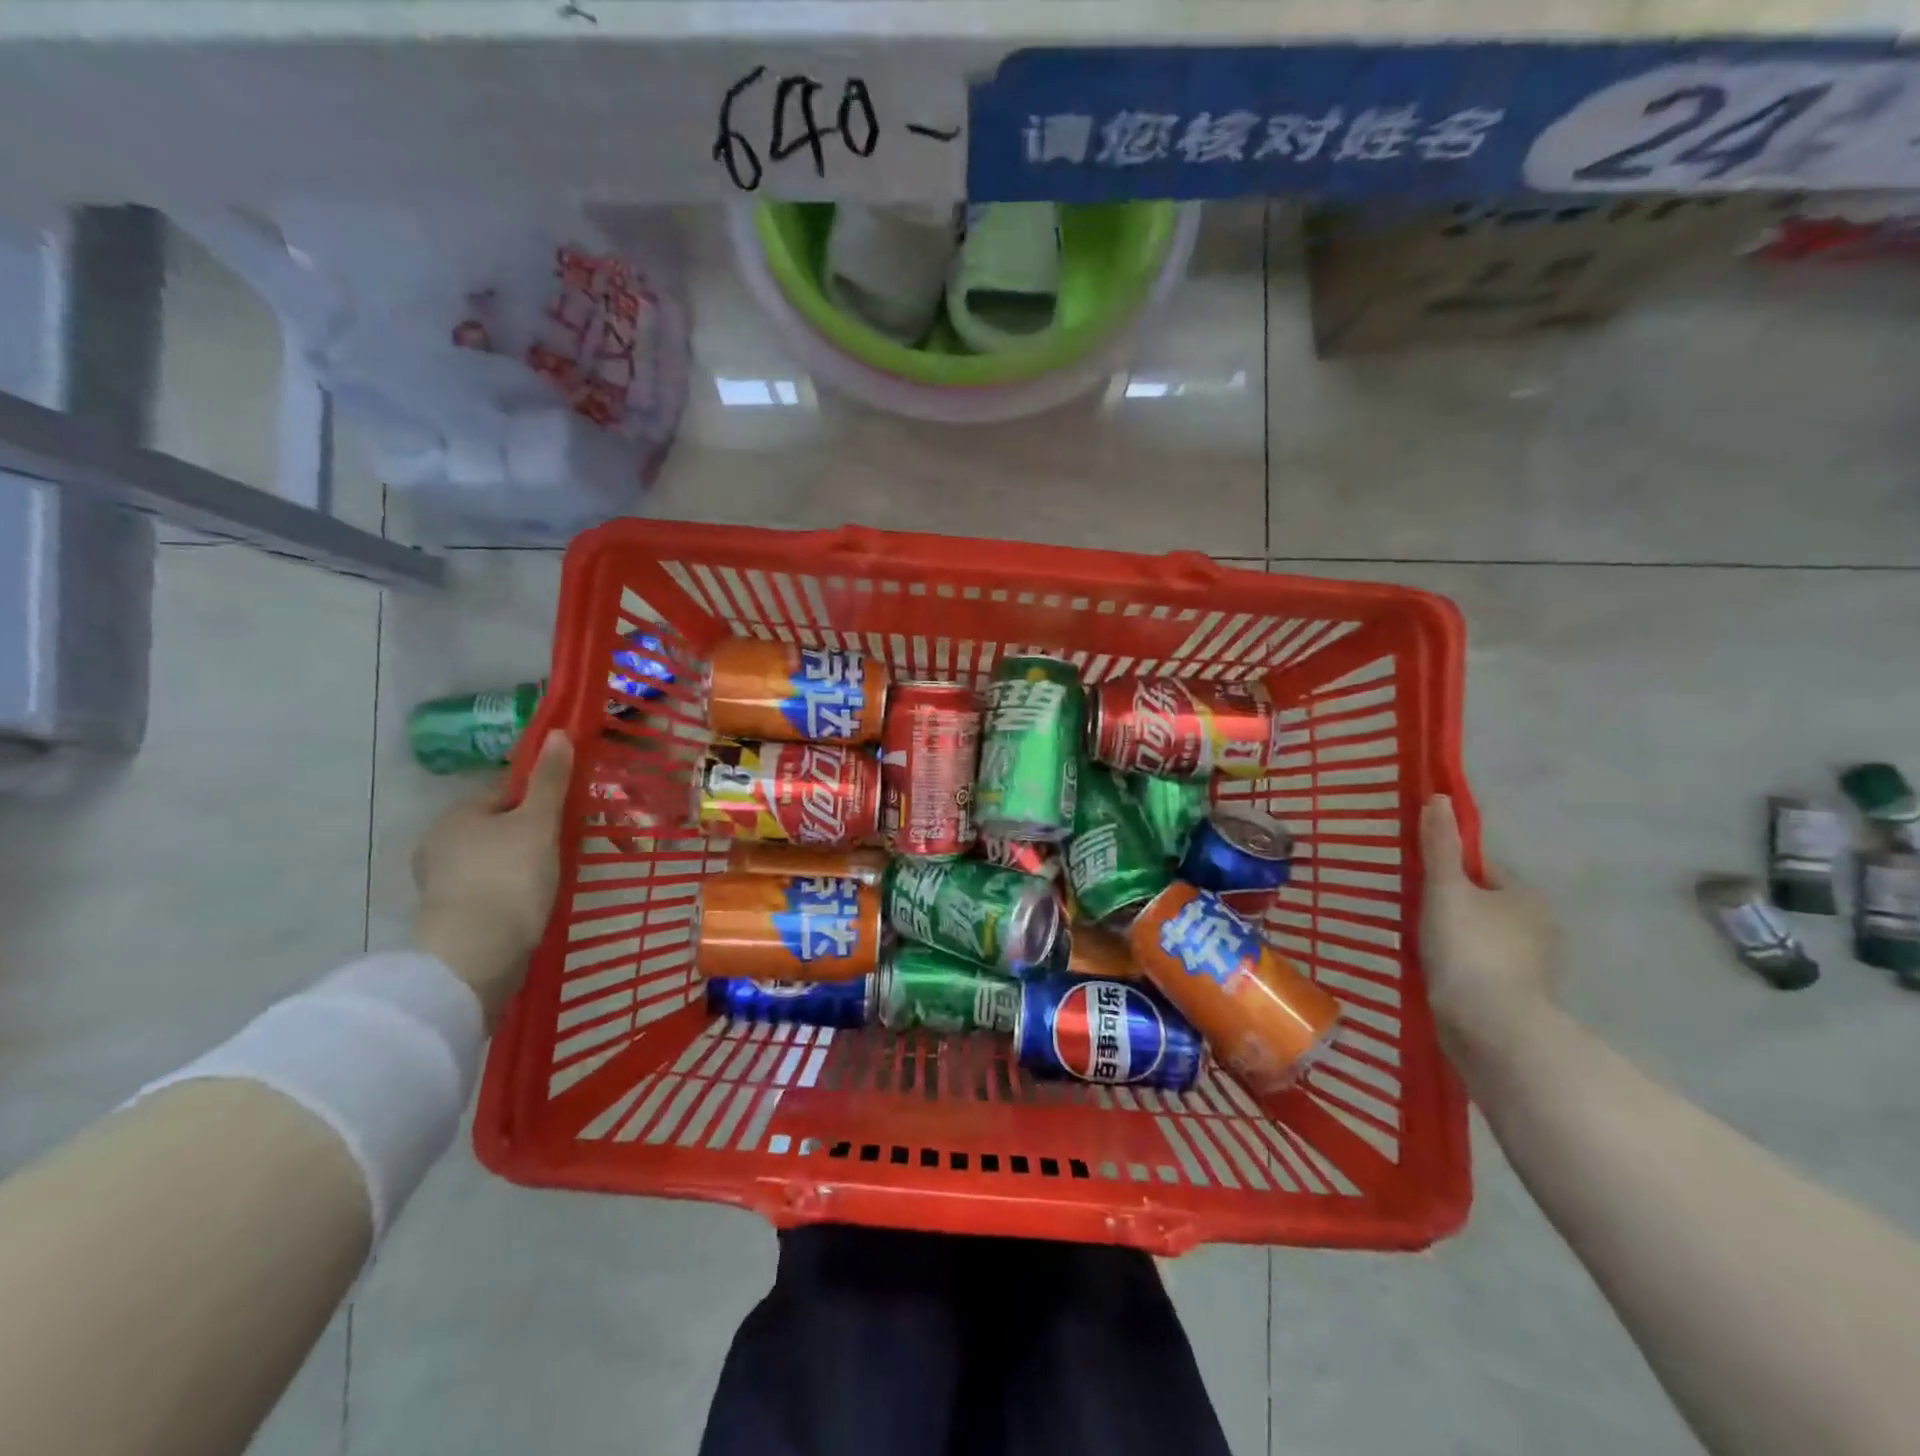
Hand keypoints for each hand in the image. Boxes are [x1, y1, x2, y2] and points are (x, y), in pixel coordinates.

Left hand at [412, 731, 573, 1024]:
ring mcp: (442, 883)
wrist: (476, 954)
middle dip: (531, 834)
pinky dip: (511, 893)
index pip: (506, 794)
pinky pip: (489, 890)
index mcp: (457, 815)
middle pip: (499, 828)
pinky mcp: (451, 917)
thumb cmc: (510, 877)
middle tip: (567, 848)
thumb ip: (550, 780)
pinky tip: (533, 903)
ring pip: (495, 861)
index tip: (568, 815)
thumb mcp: (539, 822)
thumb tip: (558, 733)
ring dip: (522, 865)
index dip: (540, 800)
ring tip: (555, 878)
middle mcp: (440, 844)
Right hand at [1419, 794, 1560, 1062]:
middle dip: (1454, 910)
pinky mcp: (1518, 1000)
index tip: (1421, 885)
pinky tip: (1437, 977)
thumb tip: (1439, 798)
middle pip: (1485, 907)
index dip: (1451, 874)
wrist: (1490, 1026)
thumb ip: (1440, 847)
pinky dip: (1462, 971)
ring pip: (1484, 941)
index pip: (1485, 872)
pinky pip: (1483, 972)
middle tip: (1414, 916)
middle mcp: (1540, 929)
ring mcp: (1532, 969)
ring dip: (1457, 942)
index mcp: (1527, 898)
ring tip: (1420, 948)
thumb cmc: (1468, 947)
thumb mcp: (1445, 889)